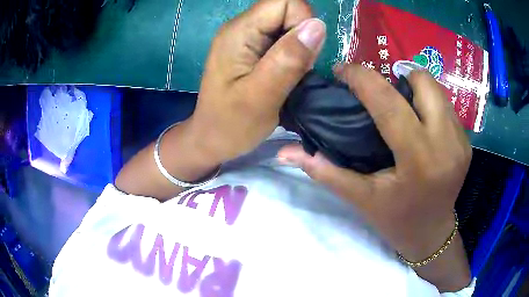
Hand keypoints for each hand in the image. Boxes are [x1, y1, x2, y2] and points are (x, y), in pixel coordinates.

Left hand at [186, 0, 325, 162]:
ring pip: (288, 26)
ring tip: (286, 77)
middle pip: (288, 11)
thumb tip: (318, 25)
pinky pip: (283, 39)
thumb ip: (288, 59)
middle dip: (301, 39)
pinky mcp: (252, 48)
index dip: (303, 23)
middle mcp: (242, 27)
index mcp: (239, 32)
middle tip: (293, 71)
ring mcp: (246, 37)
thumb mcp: (261, 96)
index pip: (285, 2)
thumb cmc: (231, 124)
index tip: (302, 55)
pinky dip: (291, 55)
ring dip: (298, 50)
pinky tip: (283, 75)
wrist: (211, 138)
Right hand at [278, 64, 471, 290]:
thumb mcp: (360, 198)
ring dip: (415, 87)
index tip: (343, 70)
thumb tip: (285, 152)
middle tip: (380, 88)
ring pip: (438, 90)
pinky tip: (420, 120)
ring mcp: (461, 141)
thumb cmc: (395, 219)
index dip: (362, 77)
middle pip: (423, 82)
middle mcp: (445, 144)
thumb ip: (324, 171)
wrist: (432, 233)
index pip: (388, 103)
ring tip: (400, 102)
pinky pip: (447, 106)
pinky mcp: (467, 142)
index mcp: (418, 160)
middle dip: (398, 73)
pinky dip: (430, 103)